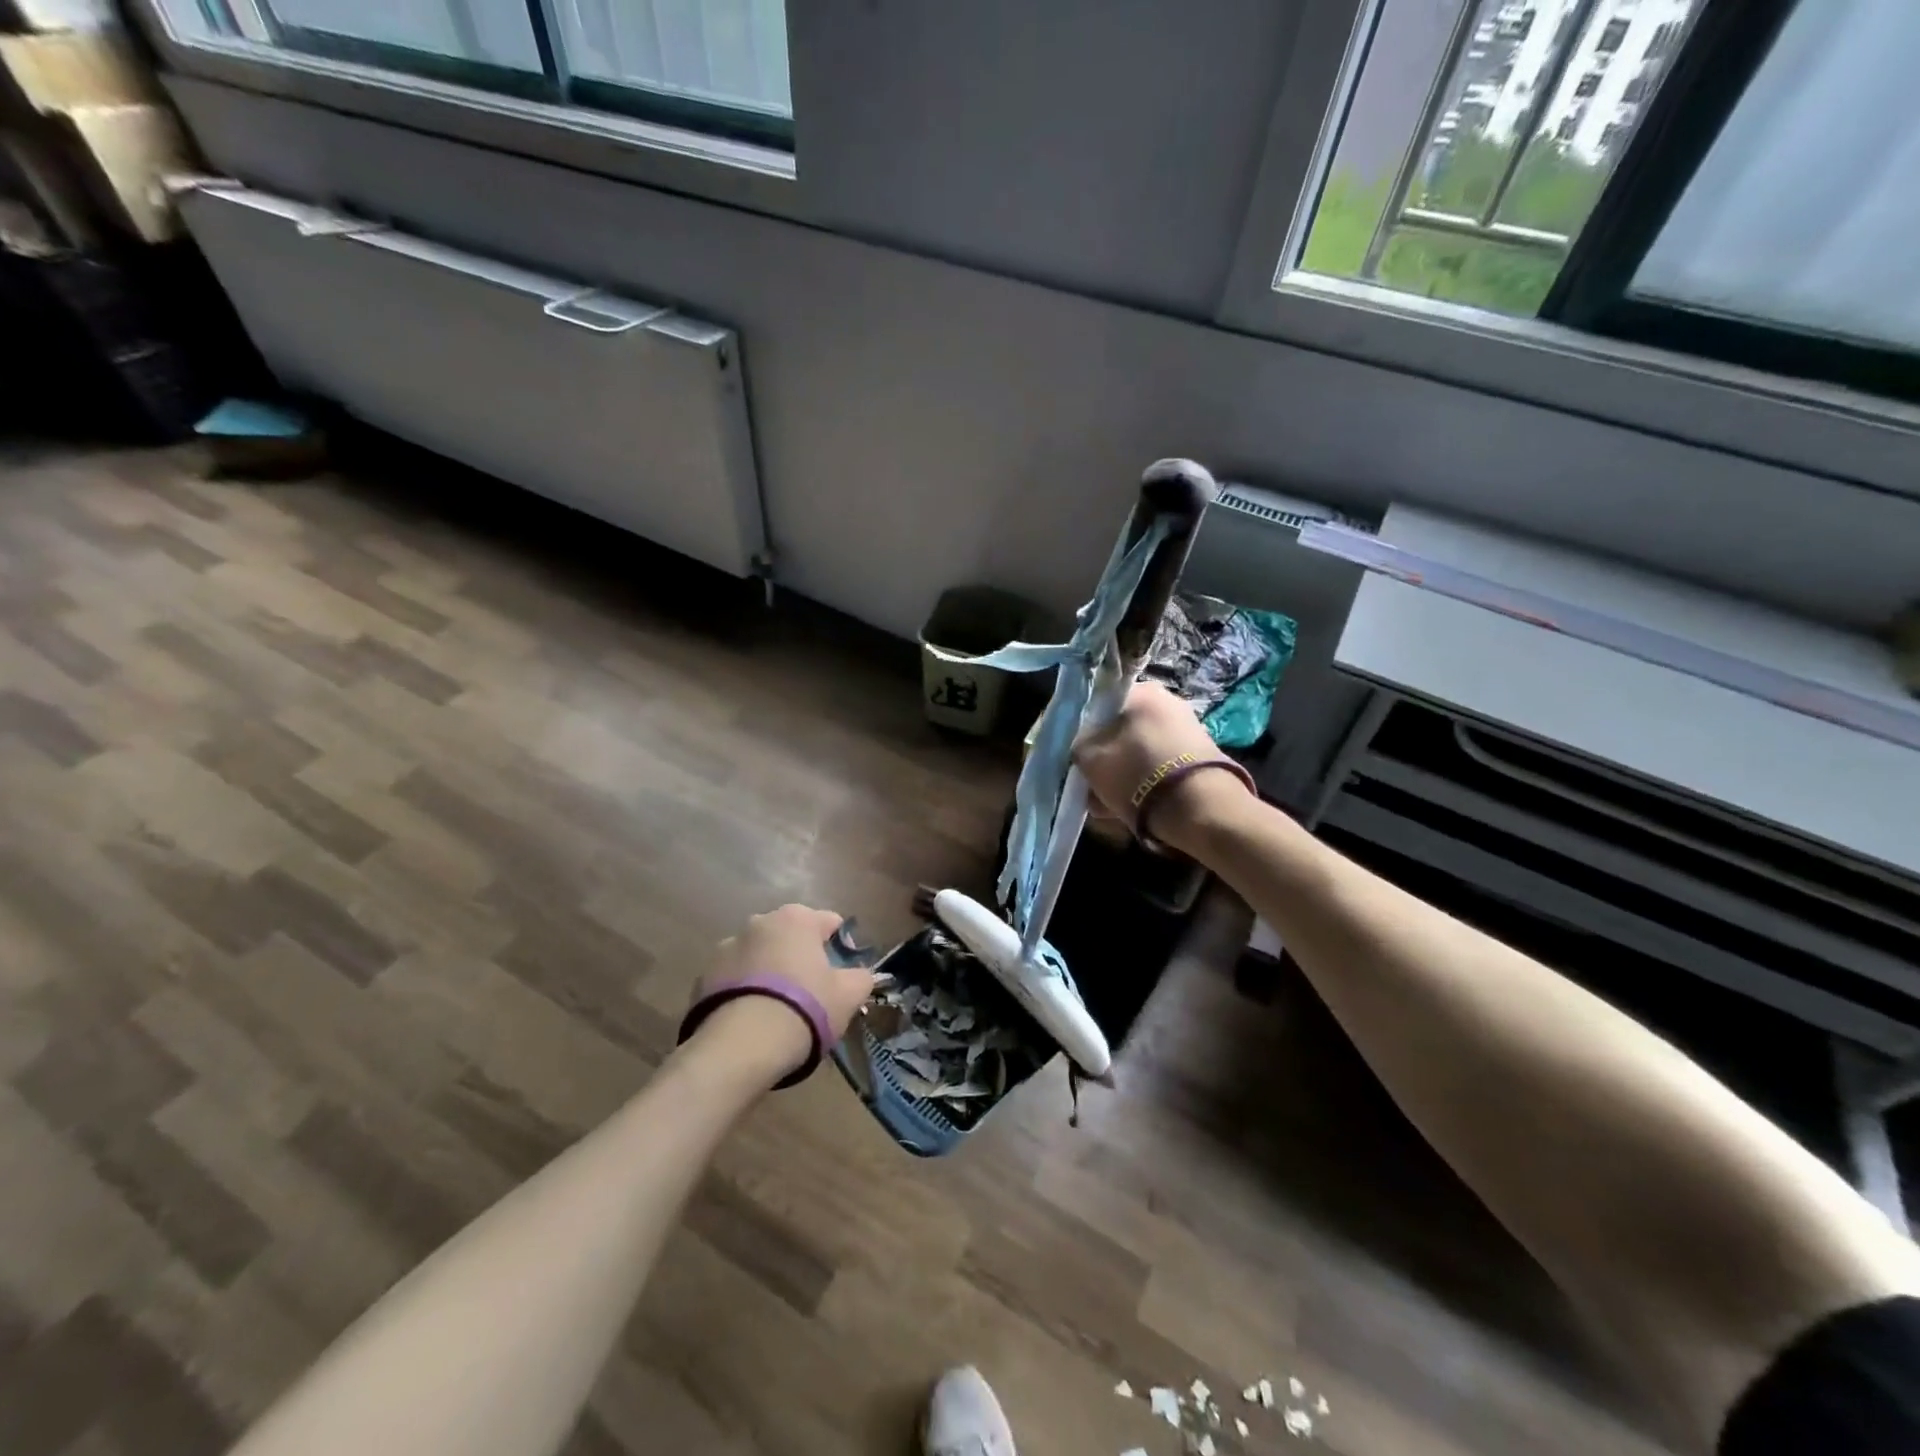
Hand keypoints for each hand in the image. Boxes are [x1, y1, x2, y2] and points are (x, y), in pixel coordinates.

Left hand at [689, 905, 878, 1083]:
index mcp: (797, 918)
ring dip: (769, 972)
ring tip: (777, 1011)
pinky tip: (752, 1021)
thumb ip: (861, 978)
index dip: (841, 947)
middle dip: (800, 957)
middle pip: (790, 937)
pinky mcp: (702, 977)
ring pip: (759, 956)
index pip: (830, 922)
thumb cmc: (805, 1008)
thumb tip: (861, 975)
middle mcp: (759, 922)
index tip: (842, 976)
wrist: (742, 1046)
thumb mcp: (849, 995)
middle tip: (811, 993)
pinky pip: (733, 980)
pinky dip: (743, 992)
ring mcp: (726, 948)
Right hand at [1073, 682, 1249, 850]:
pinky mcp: (1200, 758)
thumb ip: (1078, 747)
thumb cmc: (1137, 774)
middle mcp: (1169, 702)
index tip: (1077, 758)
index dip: (1083, 732)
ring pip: (1139, 752)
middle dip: (1105, 759)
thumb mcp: (1089, 759)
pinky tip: (1131, 809)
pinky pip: (1159, 767)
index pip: (1100, 705)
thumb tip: (1081, 748)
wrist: (1202, 809)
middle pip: (1121, 731)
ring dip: (1122, 775)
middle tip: (1092, 786)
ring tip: (1108, 806)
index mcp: (1143, 691)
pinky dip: (1145, 784)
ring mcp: (1188, 730)